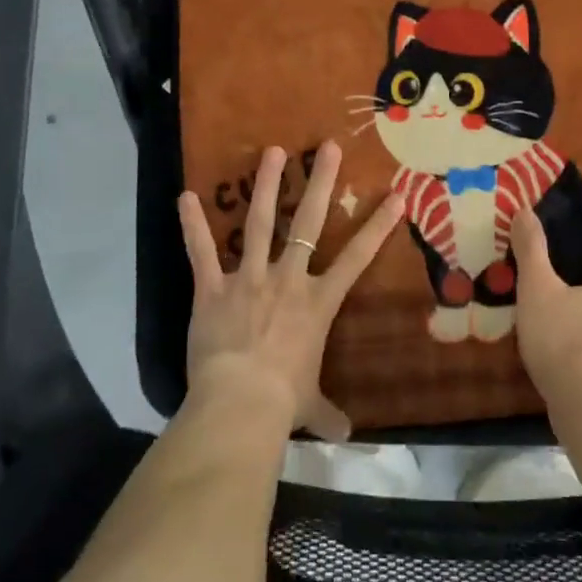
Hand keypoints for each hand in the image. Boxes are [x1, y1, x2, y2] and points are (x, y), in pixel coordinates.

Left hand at [178, 141, 403, 440]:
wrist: (240, 404)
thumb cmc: (284, 402)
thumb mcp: (310, 405)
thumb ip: (328, 413)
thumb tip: (346, 435)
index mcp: (318, 302)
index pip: (357, 258)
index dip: (378, 226)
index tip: (396, 195)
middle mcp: (288, 280)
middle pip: (308, 222)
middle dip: (320, 182)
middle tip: (327, 146)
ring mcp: (249, 279)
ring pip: (259, 223)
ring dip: (265, 185)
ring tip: (272, 151)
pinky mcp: (213, 289)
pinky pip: (201, 253)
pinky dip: (192, 226)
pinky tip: (185, 197)